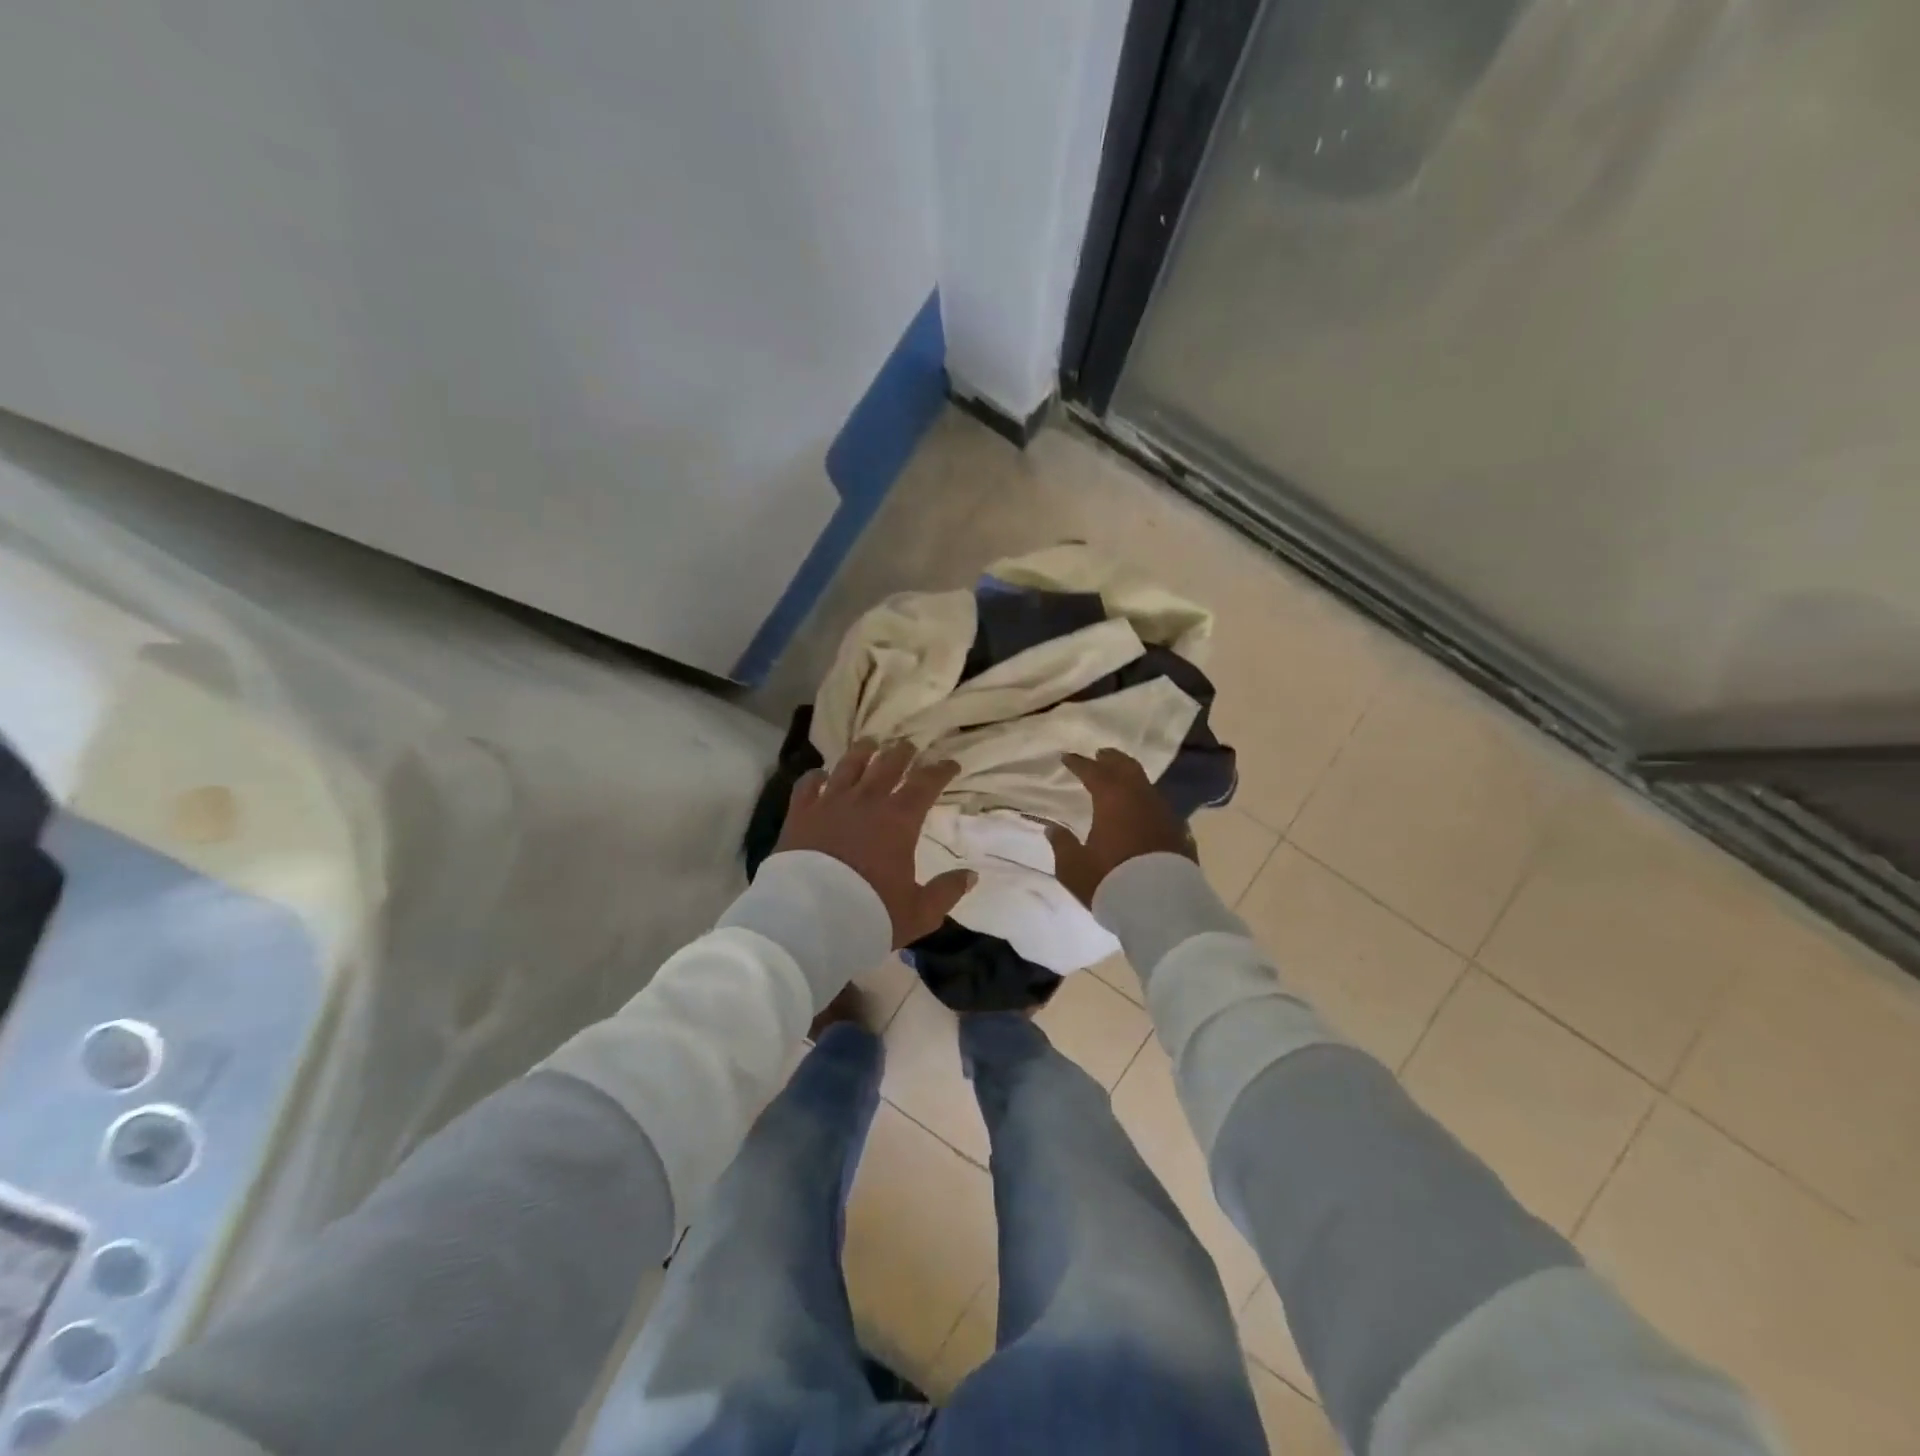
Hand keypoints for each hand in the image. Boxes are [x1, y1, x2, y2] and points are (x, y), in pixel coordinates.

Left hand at [775, 739, 974, 947]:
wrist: (809, 920)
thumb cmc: (870, 914)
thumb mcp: (918, 912)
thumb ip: (946, 892)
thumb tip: (970, 875)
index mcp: (899, 819)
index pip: (926, 783)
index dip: (941, 770)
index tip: (950, 764)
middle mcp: (866, 801)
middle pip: (887, 764)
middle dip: (902, 753)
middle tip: (908, 746)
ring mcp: (830, 802)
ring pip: (849, 765)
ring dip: (862, 751)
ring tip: (869, 743)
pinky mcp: (800, 813)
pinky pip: (808, 784)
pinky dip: (817, 776)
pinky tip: (820, 774)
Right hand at [1046, 748, 1195, 906]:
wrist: (1161, 907)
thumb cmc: (1110, 881)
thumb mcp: (1074, 867)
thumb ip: (1062, 844)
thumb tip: (1052, 828)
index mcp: (1112, 799)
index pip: (1094, 772)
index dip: (1079, 763)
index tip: (1068, 757)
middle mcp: (1141, 798)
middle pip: (1127, 768)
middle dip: (1112, 759)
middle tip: (1101, 755)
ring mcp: (1164, 814)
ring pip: (1147, 786)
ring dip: (1132, 779)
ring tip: (1121, 781)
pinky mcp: (1180, 833)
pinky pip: (1160, 808)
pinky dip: (1147, 803)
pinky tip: (1144, 812)